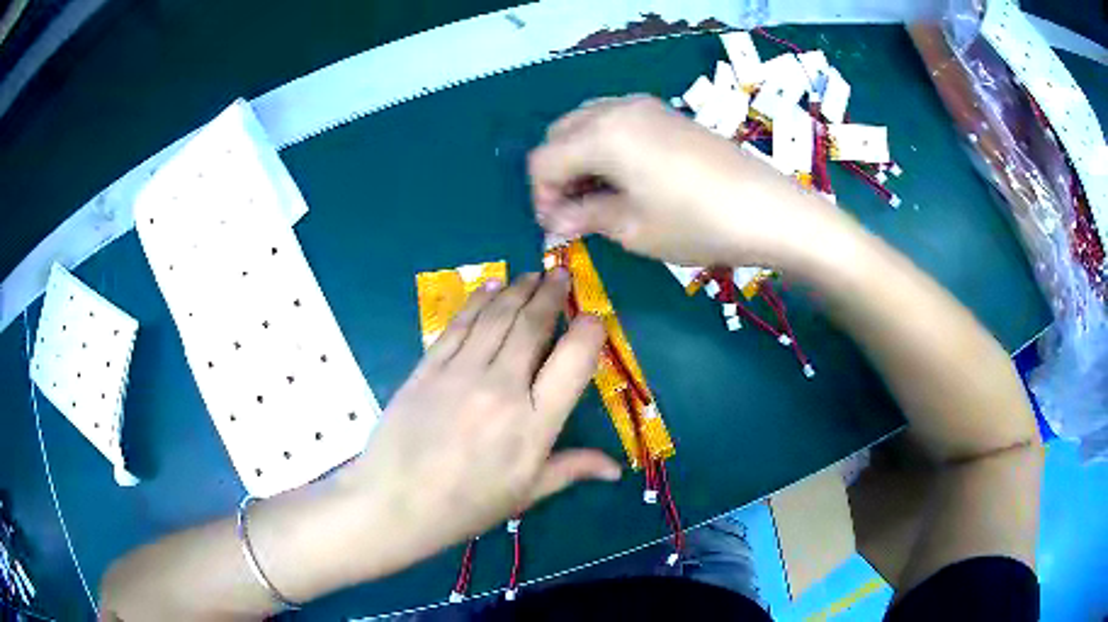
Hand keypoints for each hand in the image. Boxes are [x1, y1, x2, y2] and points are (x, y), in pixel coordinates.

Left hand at [341, 271, 619, 572]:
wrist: (397, 503)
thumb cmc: (467, 505)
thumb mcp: (527, 493)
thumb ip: (572, 469)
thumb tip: (616, 469)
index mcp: (534, 424)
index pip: (574, 361)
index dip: (589, 331)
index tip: (593, 318)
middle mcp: (502, 388)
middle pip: (532, 326)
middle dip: (551, 294)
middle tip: (560, 273)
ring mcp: (461, 373)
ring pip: (496, 318)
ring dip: (517, 290)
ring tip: (532, 274)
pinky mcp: (428, 368)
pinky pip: (458, 325)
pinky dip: (477, 301)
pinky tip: (490, 287)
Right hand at [529, 95, 843, 268]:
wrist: (768, 209)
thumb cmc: (697, 223)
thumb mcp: (633, 228)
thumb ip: (585, 216)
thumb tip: (555, 221)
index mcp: (600, 134)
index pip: (544, 160)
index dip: (541, 196)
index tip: (556, 227)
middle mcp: (616, 109)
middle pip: (560, 134)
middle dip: (558, 174)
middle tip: (574, 213)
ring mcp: (644, 106)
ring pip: (586, 124)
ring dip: (579, 158)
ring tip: (599, 197)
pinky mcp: (666, 113)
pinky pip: (616, 121)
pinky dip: (605, 146)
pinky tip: (625, 177)